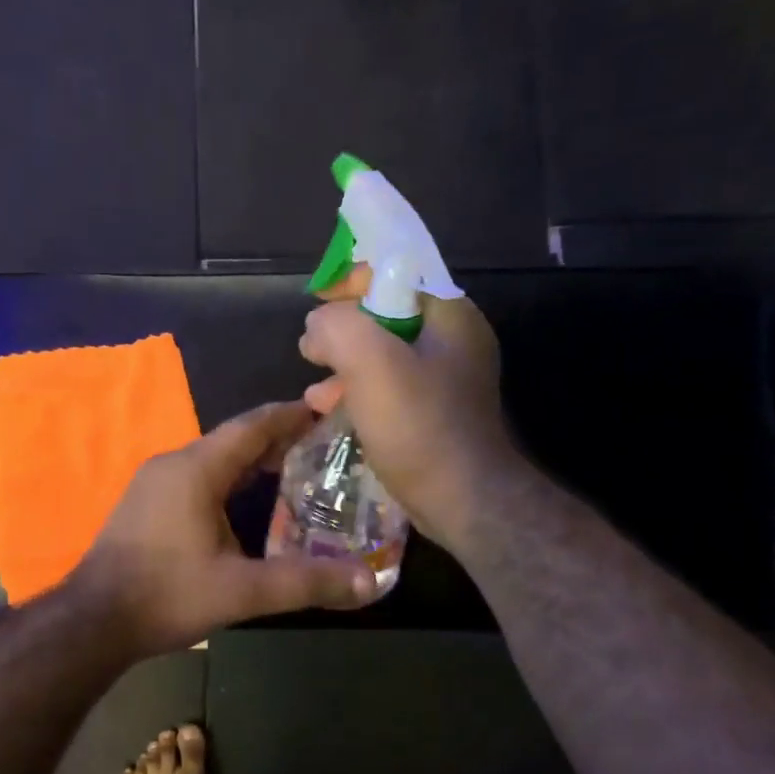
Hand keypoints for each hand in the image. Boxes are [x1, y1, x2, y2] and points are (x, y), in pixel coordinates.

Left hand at [68, 402, 379, 655]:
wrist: (93, 622)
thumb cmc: (167, 595)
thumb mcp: (242, 591)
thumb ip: (306, 583)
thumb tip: (370, 581)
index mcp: (196, 469)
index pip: (252, 426)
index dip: (291, 416)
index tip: (327, 410)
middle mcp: (173, 464)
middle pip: (233, 440)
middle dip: (277, 439)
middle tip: (322, 447)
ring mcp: (153, 483)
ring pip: (212, 459)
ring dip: (250, 461)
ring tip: (292, 470)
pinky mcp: (144, 504)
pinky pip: (195, 477)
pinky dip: (227, 479)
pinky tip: (244, 502)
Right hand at [299, 281, 515, 547]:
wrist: (463, 500)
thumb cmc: (419, 426)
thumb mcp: (371, 363)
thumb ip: (338, 328)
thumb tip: (318, 328)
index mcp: (449, 315)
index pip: (397, 272)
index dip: (351, 281)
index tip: (317, 303)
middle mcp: (452, 341)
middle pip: (386, 315)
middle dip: (343, 331)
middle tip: (311, 350)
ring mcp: (445, 380)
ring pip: (383, 356)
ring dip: (344, 367)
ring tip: (315, 391)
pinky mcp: (433, 414)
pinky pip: (388, 389)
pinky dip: (358, 394)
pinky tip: (331, 412)